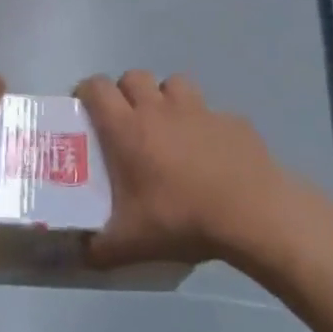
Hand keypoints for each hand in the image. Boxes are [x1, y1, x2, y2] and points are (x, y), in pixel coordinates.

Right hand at [77, 72, 286, 267]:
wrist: (252, 213)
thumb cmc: (181, 219)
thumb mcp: (131, 244)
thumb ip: (99, 248)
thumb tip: (80, 254)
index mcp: (127, 129)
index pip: (96, 87)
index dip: (87, 92)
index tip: (86, 111)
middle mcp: (159, 109)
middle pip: (133, 77)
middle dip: (126, 93)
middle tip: (128, 123)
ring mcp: (199, 109)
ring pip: (174, 84)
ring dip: (166, 98)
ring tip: (169, 129)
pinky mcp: (232, 119)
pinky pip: (211, 111)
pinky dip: (205, 124)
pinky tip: (211, 153)